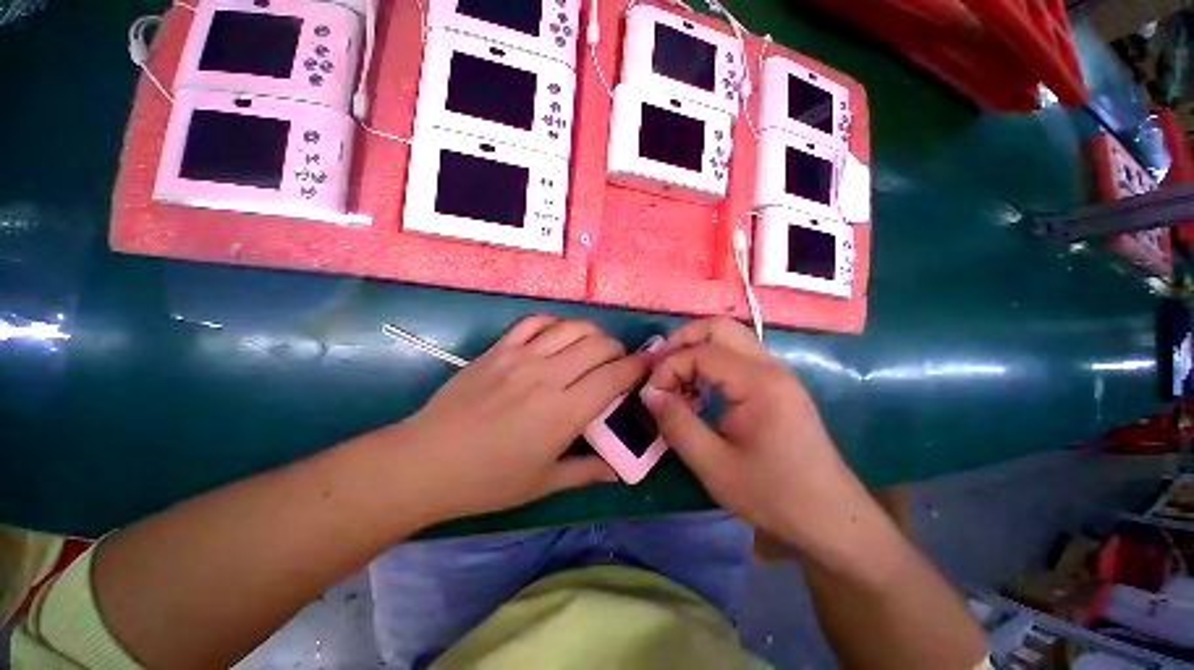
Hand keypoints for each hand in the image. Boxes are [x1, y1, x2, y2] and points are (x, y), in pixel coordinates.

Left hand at [391, 316, 647, 522]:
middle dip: (618, 349)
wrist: (426, 461)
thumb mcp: (543, 483)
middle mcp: (548, 376)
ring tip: (593, 347)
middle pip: (598, 345)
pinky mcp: (499, 349)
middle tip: (618, 362)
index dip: (637, 367)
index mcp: (564, 412)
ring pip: (572, 328)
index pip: (614, 377)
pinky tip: (557, 336)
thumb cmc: (488, 480)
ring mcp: (521, 357)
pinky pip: (535, 322)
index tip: (647, 366)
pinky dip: (555, 324)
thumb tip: (618, 470)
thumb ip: (587, 471)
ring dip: (592, 333)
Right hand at [640, 318, 872, 554]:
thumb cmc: (773, 494)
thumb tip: (650, 392)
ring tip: (675, 377)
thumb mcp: (713, 464)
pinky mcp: (777, 384)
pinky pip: (738, 355)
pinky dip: (711, 360)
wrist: (831, 517)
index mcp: (758, 383)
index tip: (652, 395)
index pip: (700, 352)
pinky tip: (699, 387)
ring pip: (729, 336)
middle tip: (660, 368)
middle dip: (682, 340)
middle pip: (718, 327)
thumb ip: (676, 423)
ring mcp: (777, 373)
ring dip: (696, 348)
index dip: (668, 367)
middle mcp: (770, 366)